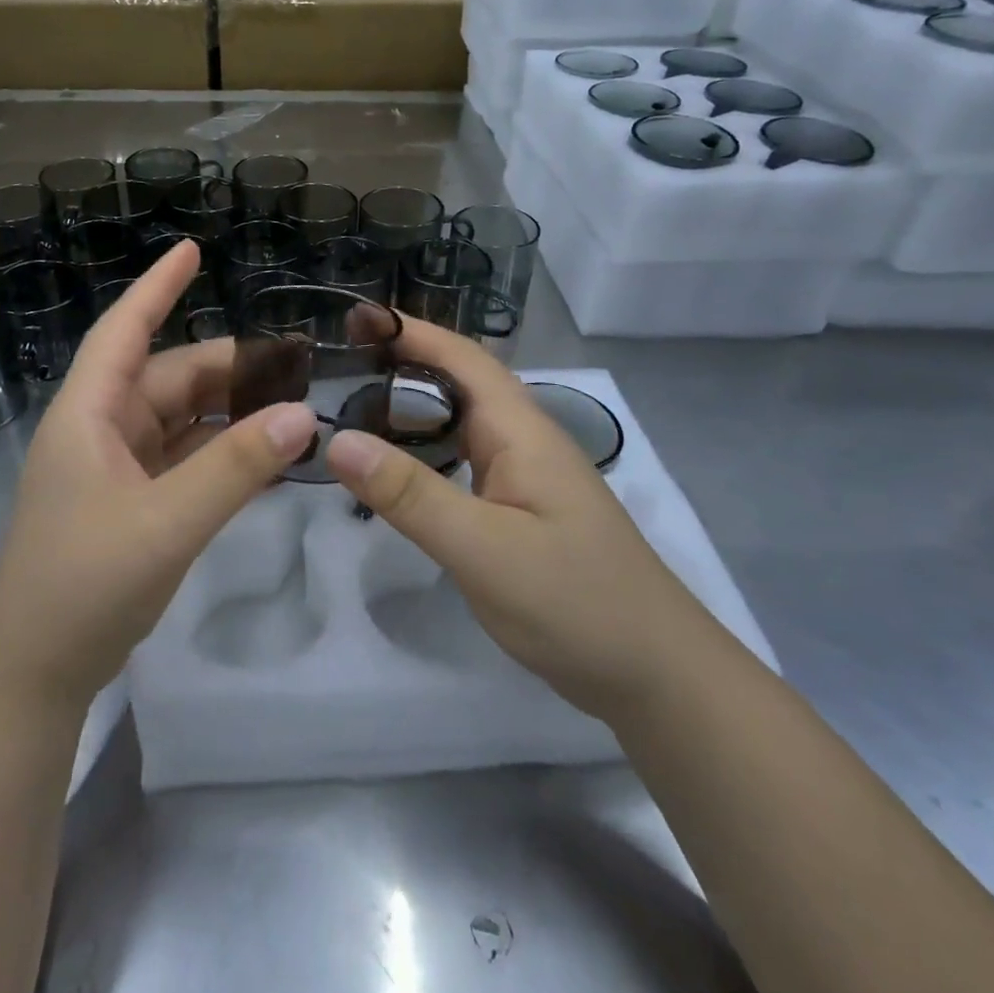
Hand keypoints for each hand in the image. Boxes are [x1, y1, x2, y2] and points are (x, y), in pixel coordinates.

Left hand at [0, 240, 316, 711]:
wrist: (34, 673)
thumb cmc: (83, 585)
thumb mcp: (165, 522)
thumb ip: (235, 468)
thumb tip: (303, 416)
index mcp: (89, 415)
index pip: (126, 330)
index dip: (157, 288)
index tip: (193, 250)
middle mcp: (101, 430)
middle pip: (169, 377)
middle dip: (228, 368)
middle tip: (297, 367)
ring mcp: (116, 469)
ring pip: (181, 420)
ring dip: (230, 412)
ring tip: (292, 406)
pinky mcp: (132, 503)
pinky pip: (184, 459)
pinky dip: (221, 453)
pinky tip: (264, 455)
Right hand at [325, 319, 715, 720]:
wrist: (656, 674)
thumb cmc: (576, 602)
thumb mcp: (484, 548)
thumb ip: (410, 494)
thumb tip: (337, 441)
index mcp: (521, 431)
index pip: (461, 358)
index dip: (410, 331)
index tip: (355, 318)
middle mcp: (523, 441)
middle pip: (457, 384)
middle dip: (401, 364)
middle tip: (337, 364)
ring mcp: (523, 477)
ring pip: (458, 424)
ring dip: (409, 409)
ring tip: (350, 407)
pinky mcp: (518, 510)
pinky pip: (461, 462)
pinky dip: (422, 452)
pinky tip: (393, 471)